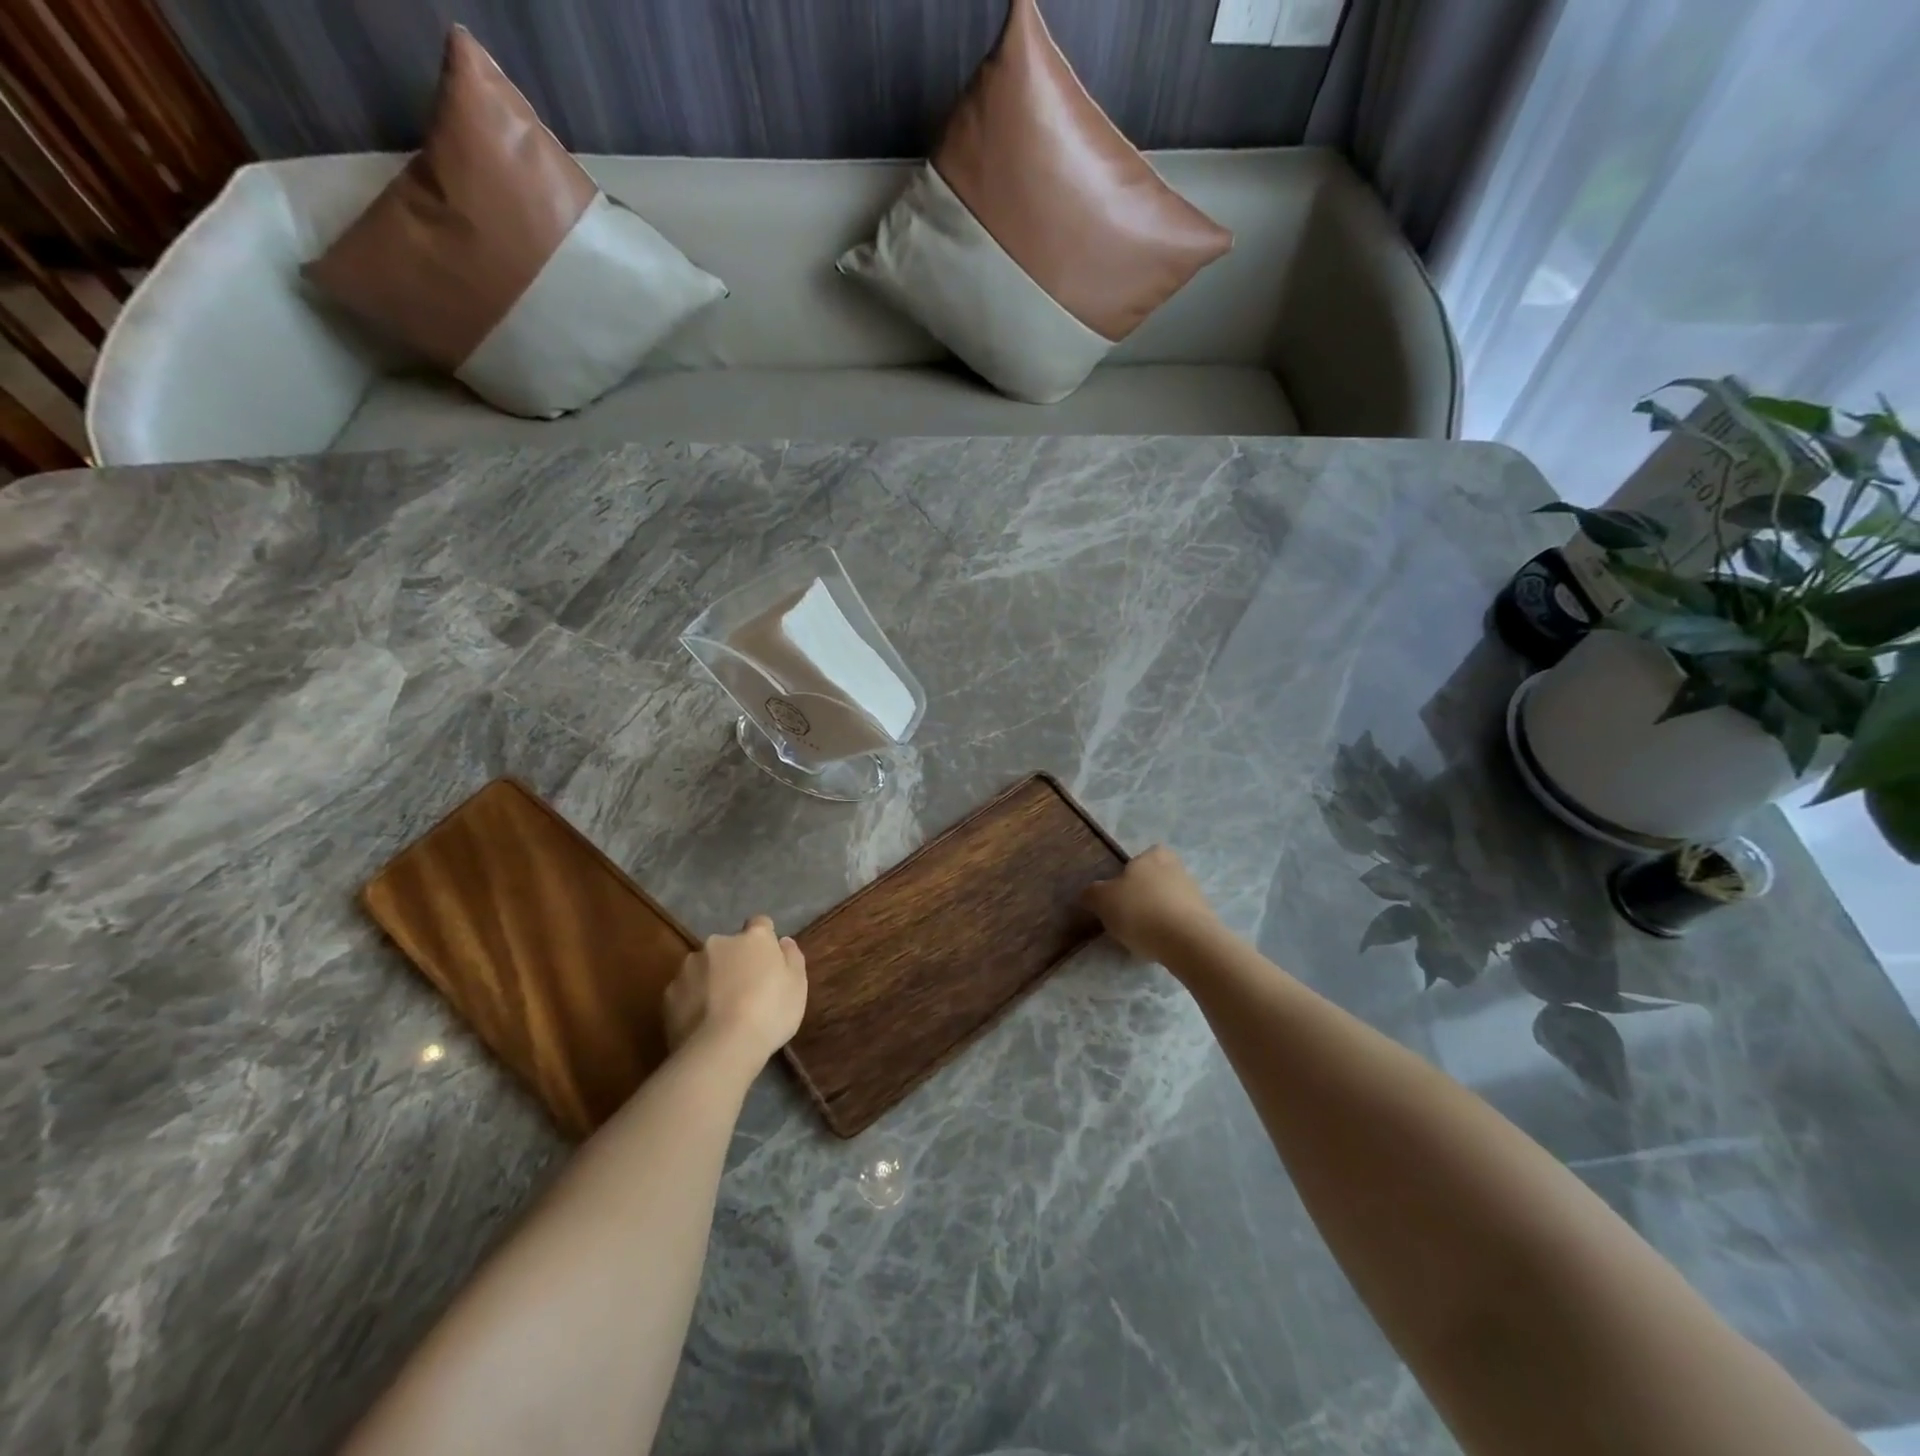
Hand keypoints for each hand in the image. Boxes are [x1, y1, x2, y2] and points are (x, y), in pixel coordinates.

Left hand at [663, 916, 806, 1065]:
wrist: (721, 1049)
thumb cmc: (769, 1012)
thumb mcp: (797, 986)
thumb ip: (792, 958)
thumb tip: (782, 941)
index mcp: (753, 938)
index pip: (760, 924)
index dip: (764, 940)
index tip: (767, 960)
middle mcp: (718, 943)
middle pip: (729, 946)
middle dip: (734, 961)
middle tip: (744, 990)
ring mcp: (689, 966)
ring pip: (703, 966)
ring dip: (711, 979)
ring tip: (719, 1010)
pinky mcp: (669, 993)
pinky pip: (685, 990)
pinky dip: (692, 1000)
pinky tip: (701, 1023)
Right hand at [1082, 846, 1221, 963]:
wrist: (1187, 942)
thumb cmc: (1140, 911)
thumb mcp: (1103, 900)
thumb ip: (1092, 893)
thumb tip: (1089, 893)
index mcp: (1153, 856)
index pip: (1145, 855)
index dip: (1133, 870)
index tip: (1121, 889)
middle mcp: (1177, 868)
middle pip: (1158, 876)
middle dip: (1146, 892)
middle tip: (1129, 911)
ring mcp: (1195, 894)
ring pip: (1170, 898)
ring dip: (1159, 911)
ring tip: (1142, 933)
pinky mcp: (1205, 919)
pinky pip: (1181, 920)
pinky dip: (1170, 929)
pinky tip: (1159, 944)